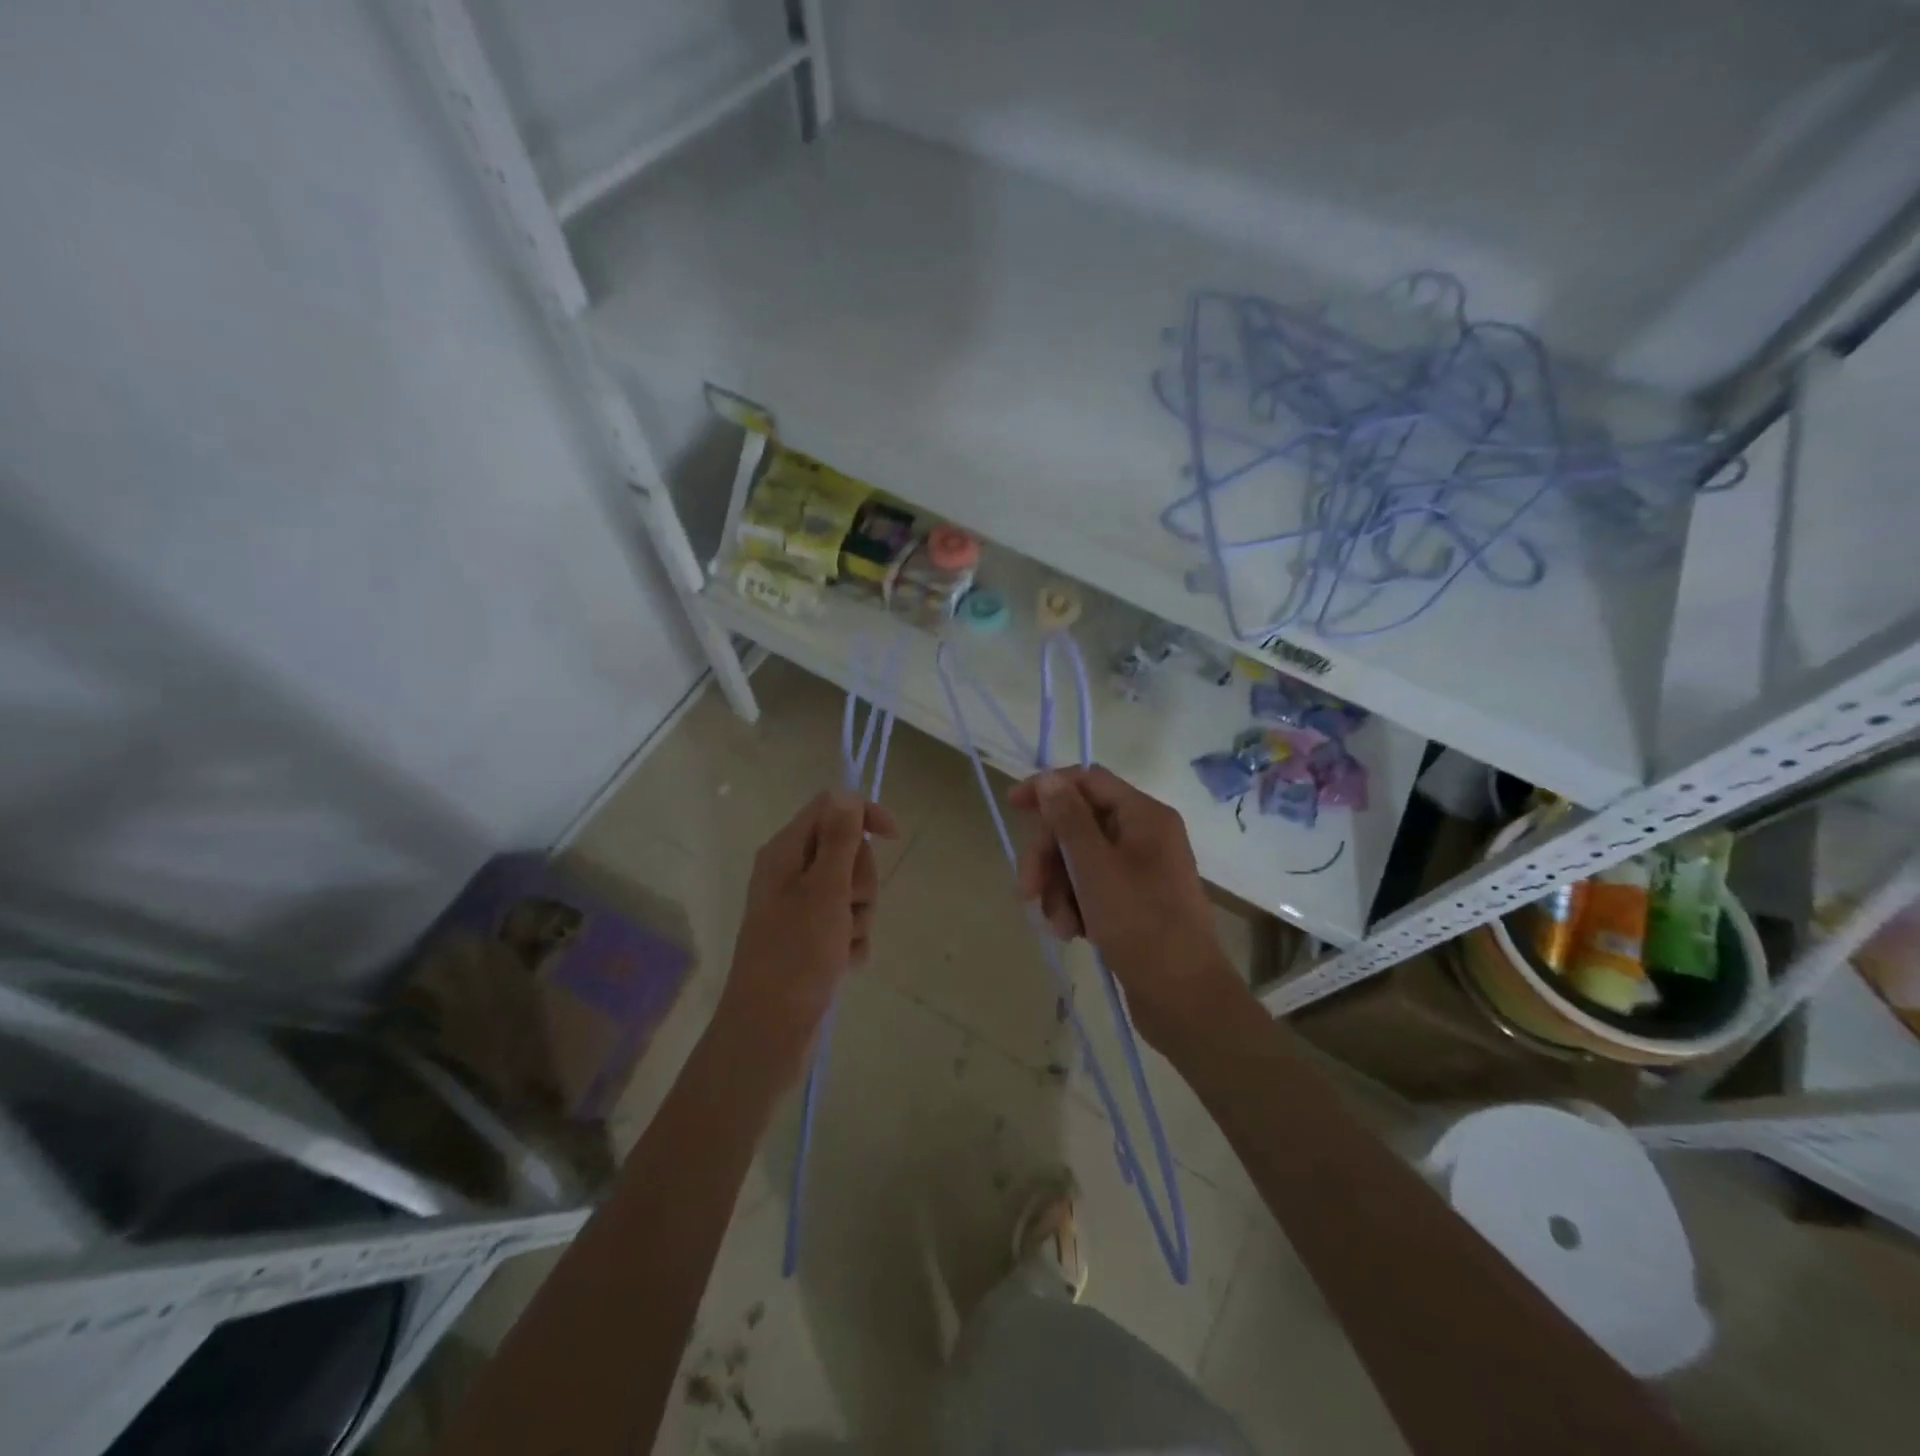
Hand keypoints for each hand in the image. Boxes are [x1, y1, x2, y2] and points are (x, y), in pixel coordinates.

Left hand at [716, 790, 897, 1084]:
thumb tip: (846, 793)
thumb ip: (838, 840)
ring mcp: (802, 907)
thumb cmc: (796, 956)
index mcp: (786, 853)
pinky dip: (852, 941)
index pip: (832, 807)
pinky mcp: (812, 937)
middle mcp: (792, 873)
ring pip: (853, 890)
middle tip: (846, 908)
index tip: (893, 838)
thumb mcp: (824, 892)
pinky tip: (842, 964)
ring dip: (859, 916)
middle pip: (848, 851)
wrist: (770, 1032)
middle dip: (861, 881)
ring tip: (841, 944)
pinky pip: (848, 923)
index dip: (864, 816)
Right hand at [1011, 767, 1239, 1051]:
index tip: (1012, 806)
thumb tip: (1050, 778)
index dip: (1049, 789)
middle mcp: (1144, 835)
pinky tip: (1072, 932)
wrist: (1184, 998)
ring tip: (1058, 924)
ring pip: (1080, 860)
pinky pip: (1093, 887)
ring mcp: (1141, 869)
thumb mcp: (1095, 868)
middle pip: (1079, 823)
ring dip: (1059, 888)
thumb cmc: (1140, 924)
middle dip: (1049, 856)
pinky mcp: (1135, 901)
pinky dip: (1076, 905)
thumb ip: (1069, 819)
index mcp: (1144, 815)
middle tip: (1028, 890)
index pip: (1088, 780)